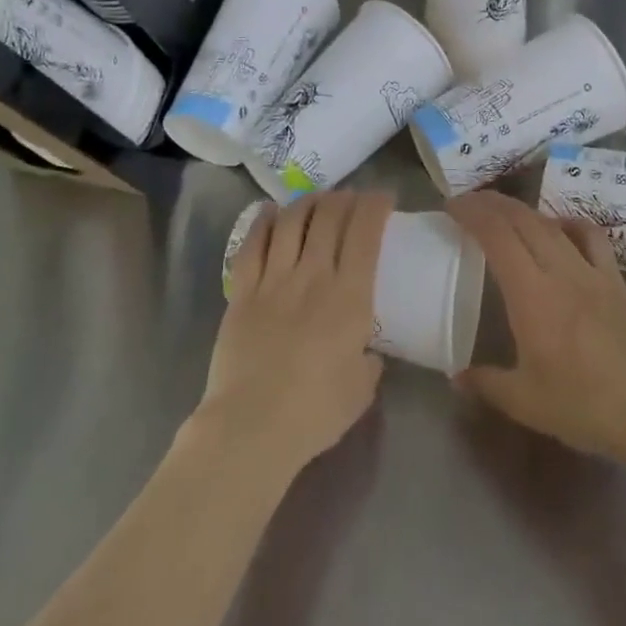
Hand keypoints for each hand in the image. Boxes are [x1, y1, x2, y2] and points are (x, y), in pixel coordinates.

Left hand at [198, 190, 391, 478]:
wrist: (251, 427)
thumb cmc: (315, 412)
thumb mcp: (362, 388)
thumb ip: (369, 359)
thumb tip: (366, 349)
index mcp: (350, 296)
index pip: (365, 232)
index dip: (375, 206)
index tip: (383, 198)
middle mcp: (313, 275)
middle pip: (329, 215)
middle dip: (344, 198)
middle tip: (351, 199)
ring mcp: (274, 279)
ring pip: (292, 221)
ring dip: (308, 202)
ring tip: (317, 200)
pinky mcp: (242, 291)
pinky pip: (253, 243)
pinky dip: (264, 221)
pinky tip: (271, 212)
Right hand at [447, 191, 625, 463]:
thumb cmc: (585, 407)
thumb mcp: (525, 403)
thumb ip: (487, 383)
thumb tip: (455, 375)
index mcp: (532, 295)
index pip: (497, 236)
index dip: (472, 213)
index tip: (451, 206)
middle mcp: (560, 271)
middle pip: (522, 219)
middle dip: (491, 203)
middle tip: (468, 203)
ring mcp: (591, 270)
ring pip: (551, 223)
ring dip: (522, 210)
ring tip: (503, 212)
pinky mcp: (615, 278)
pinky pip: (590, 235)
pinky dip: (568, 222)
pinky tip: (559, 228)